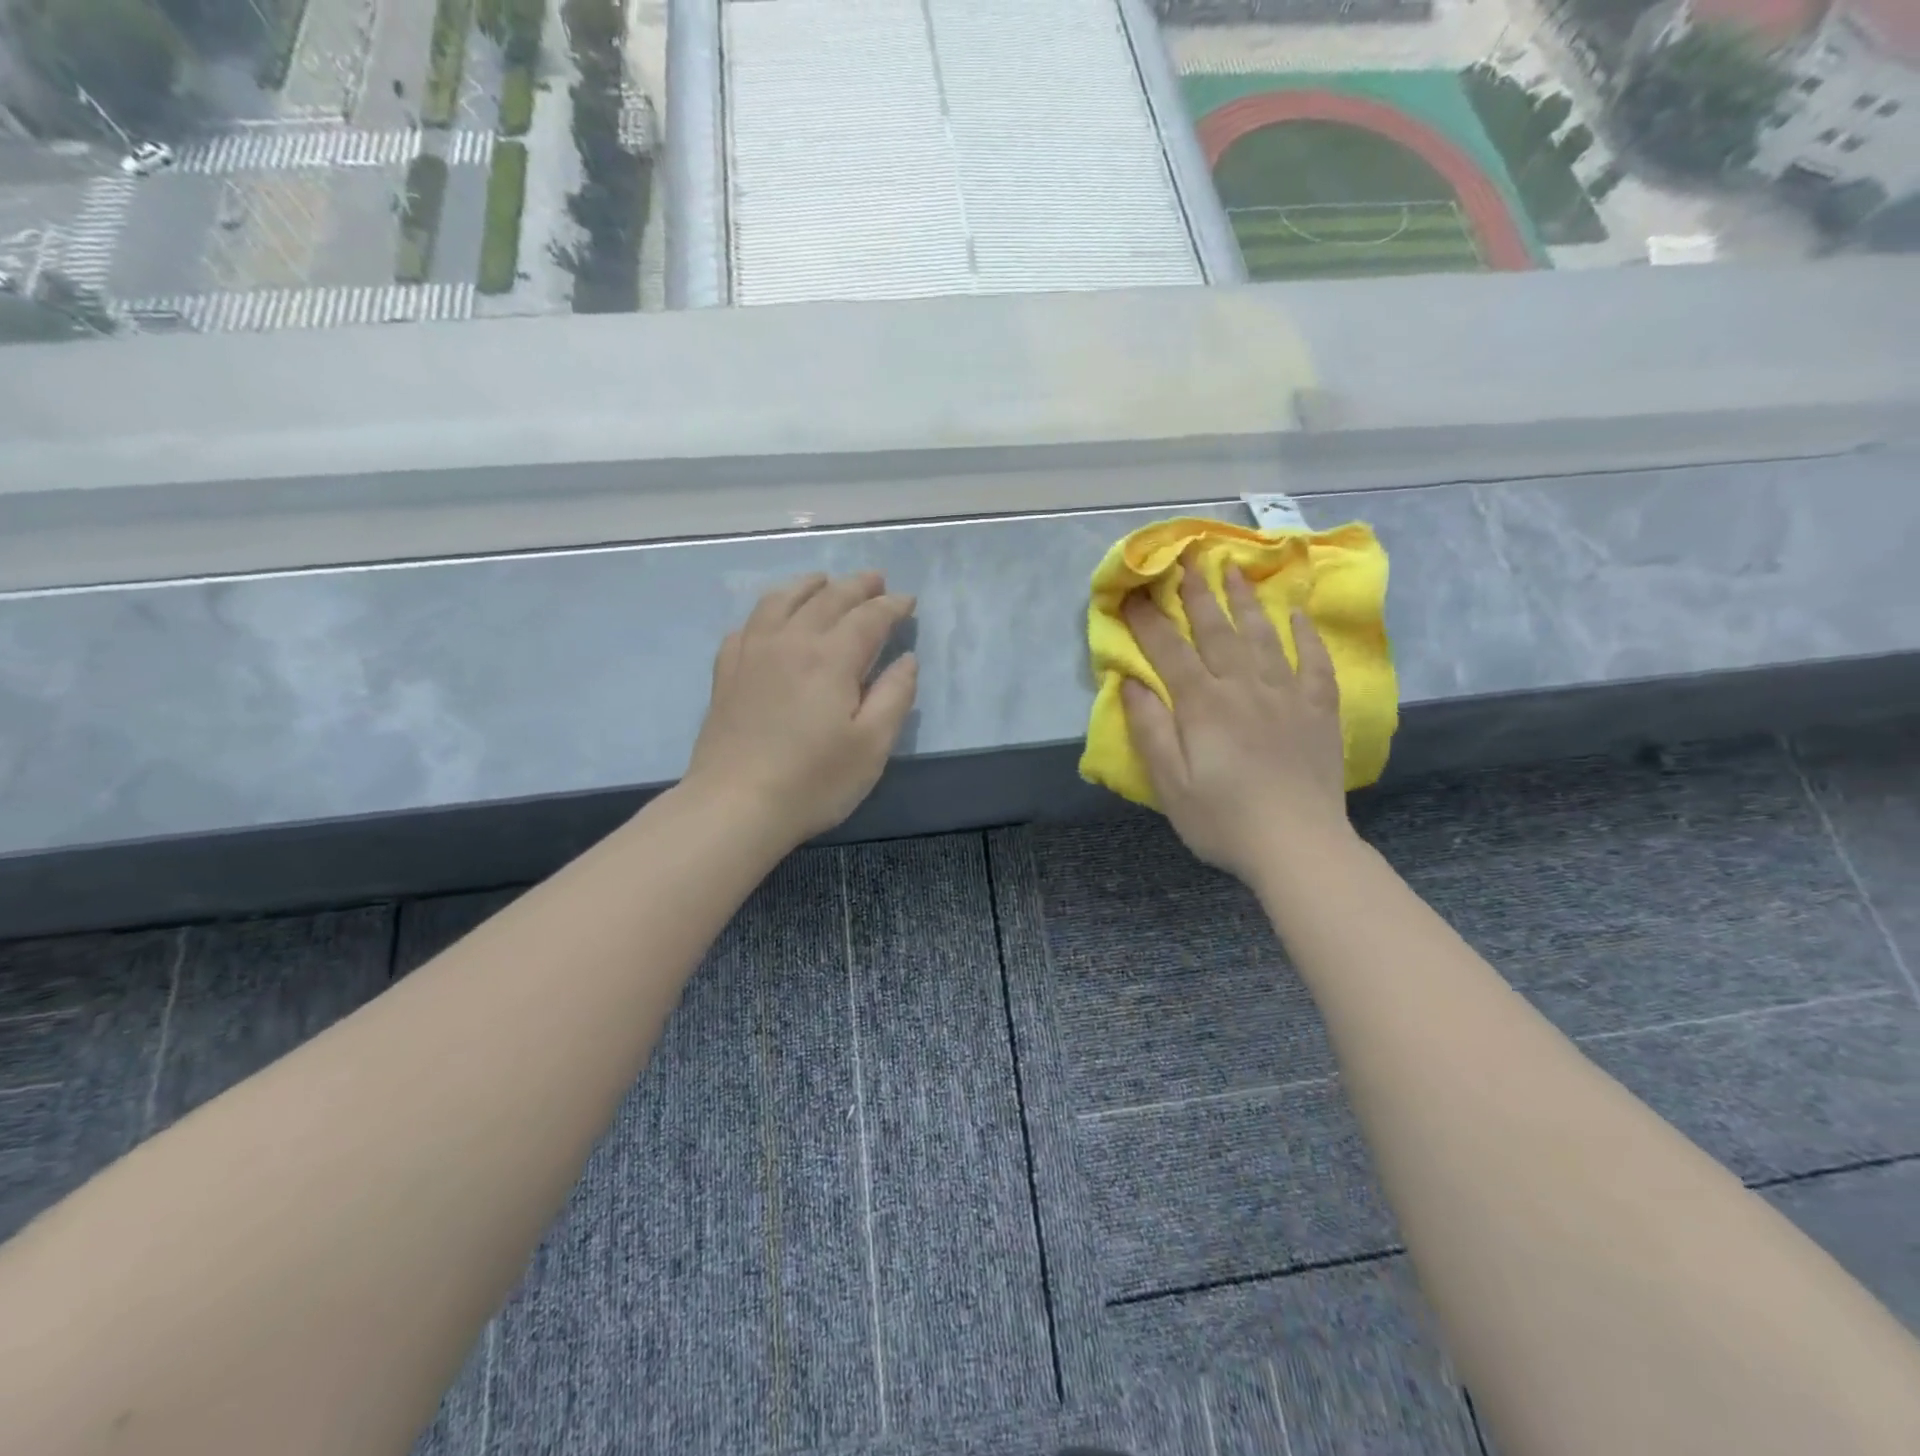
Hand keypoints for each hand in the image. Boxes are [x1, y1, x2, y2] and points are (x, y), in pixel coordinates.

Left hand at [686, 571, 917, 845]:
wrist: (735, 805)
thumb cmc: (813, 781)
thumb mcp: (871, 746)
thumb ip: (895, 696)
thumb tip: (906, 660)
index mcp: (831, 658)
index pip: (868, 618)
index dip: (892, 606)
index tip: (908, 601)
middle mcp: (791, 642)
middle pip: (827, 599)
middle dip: (856, 586)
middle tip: (876, 580)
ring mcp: (752, 653)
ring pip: (782, 600)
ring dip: (809, 585)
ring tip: (824, 581)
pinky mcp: (727, 672)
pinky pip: (748, 625)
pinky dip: (768, 611)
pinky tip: (772, 619)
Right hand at [1121, 556, 1351, 884]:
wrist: (1298, 846)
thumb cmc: (1223, 820)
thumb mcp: (1169, 784)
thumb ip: (1149, 729)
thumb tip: (1130, 682)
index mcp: (1203, 705)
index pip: (1168, 652)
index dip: (1148, 621)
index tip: (1132, 594)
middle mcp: (1244, 687)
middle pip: (1217, 631)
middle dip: (1198, 593)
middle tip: (1188, 559)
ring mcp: (1286, 695)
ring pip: (1263, 635)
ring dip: (1246, 600)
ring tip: (1235, 569)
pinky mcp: (1319, 710)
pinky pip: (1314, 662)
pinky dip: (1306, 635)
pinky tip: (1298, 615)